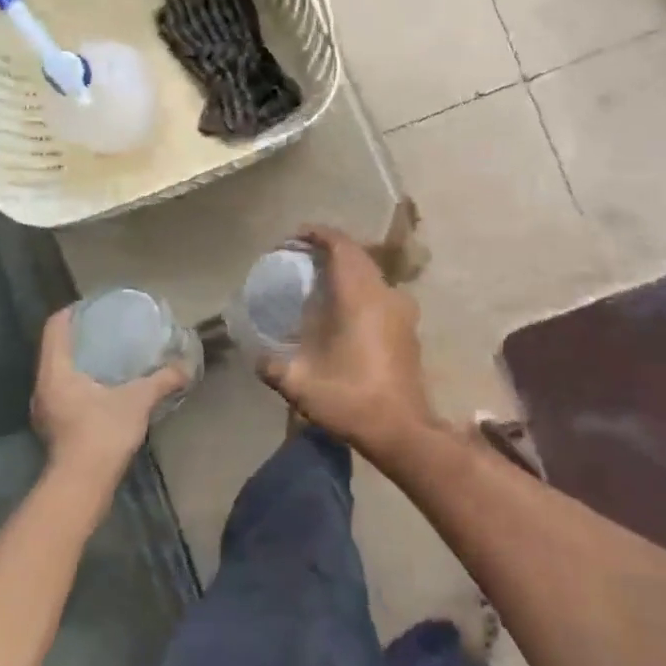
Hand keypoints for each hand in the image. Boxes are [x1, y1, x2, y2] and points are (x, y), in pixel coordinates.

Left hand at [31, 307, 187, 488]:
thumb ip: (162, 380)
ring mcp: (46, 409)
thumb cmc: (102, 433)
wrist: (82, 485)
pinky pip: (65, 391)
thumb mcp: (138, 400)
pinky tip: (106, 386)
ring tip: (109, 354)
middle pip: (56, 348)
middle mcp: (43, 386)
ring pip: (59, 372)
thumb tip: (186, 366)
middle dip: (81, 336)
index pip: (56, 327)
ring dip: (80, 361)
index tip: (96, 306)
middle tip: (108, 328)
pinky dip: (82, 381)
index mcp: (55, 371)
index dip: (73, 311)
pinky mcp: (54, 427)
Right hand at [259, 226, 438, 459]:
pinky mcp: (408, 328)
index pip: (341, 247)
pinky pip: (380, 292)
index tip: (294, 237)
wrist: (403, 431)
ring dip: (347, 268)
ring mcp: (401, 310)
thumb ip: (273, 366)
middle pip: (357, 255)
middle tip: (301, 257)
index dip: (318, 234)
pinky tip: (342, 309)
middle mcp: (384, 294)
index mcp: (360, 298)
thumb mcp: (301, 386)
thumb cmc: (352, 401)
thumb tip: (257, 358)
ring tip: (319, 280)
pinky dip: (360, 288)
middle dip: (329, 248)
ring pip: (371, 273)